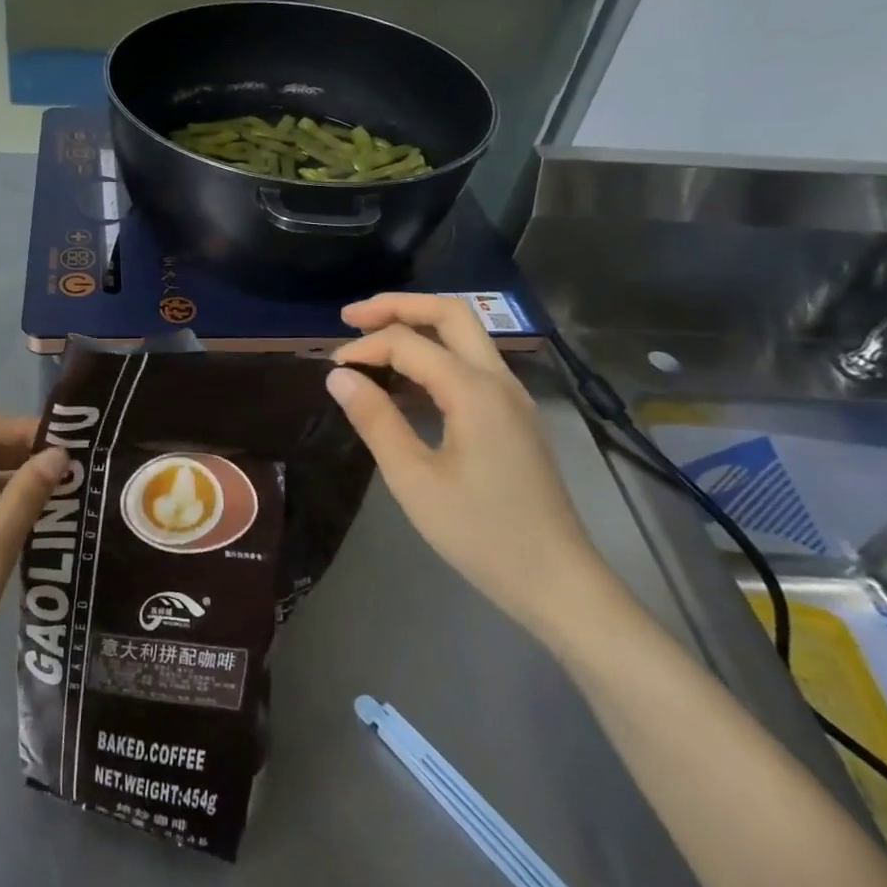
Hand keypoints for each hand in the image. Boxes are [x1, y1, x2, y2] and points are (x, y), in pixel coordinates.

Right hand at [325, 293, 613, 632]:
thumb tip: (338, 375)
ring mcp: (512, 397)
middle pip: (450, 313)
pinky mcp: (513, 416)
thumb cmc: (480, 533)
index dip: (364, 347)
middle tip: (350, 317)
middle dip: (398, 306)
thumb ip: (375, 420)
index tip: (330, 368)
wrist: (556, 580)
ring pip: (465, 335)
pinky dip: (434, 355)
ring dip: (418, 326)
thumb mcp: (414, 479)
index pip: (409, 343)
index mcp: (475, 391)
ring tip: (371, 340)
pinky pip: (471, 364)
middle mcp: (499, 380)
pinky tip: (405, 382)